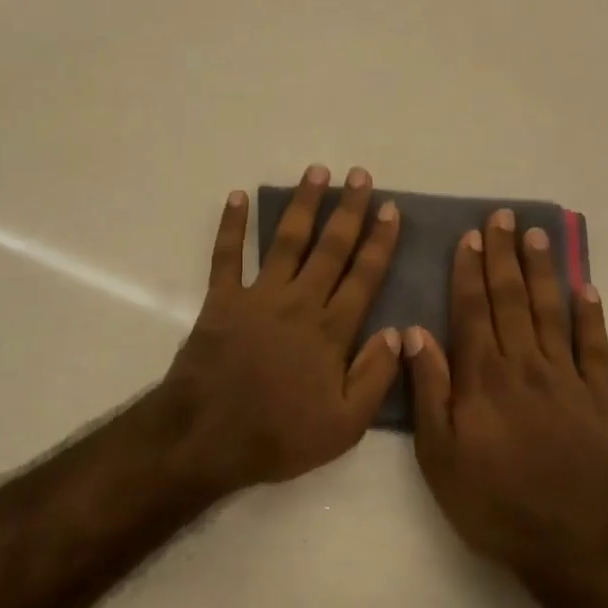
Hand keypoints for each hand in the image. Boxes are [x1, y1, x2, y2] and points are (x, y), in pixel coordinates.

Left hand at [163, 165, 402, 495]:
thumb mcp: (345, 425)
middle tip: (360, 176)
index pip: (364, 277)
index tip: (389, 210)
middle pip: (330, 248)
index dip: (379, 242)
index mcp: (331, 331)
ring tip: (317, 172)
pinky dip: (231, 226)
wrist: (208, 436)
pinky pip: (226, 256)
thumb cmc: (279, 435)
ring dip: (303, 205)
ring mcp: (258, 297)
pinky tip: (237, 196)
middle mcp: (299, 302)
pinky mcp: (221, 300)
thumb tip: (399, 332)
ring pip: (286, 240)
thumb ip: (375, 377)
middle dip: (348, 210)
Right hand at [403, 209, 607, 607]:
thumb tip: (414, 334)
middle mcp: (526, 367)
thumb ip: (429, 391)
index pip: (473, 311)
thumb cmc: (492, 503)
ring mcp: (567, 381)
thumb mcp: (439, 455)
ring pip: (552, 313)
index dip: (469, 272)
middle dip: (504, 256)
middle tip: (502, 218)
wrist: (569, 545)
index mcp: (484, 378)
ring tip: (537, 236)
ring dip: (543, 272)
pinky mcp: (597, 400)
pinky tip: (586, 289)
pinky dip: (591, 317)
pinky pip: (595, 348)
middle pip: (512, 300)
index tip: (469, 236)